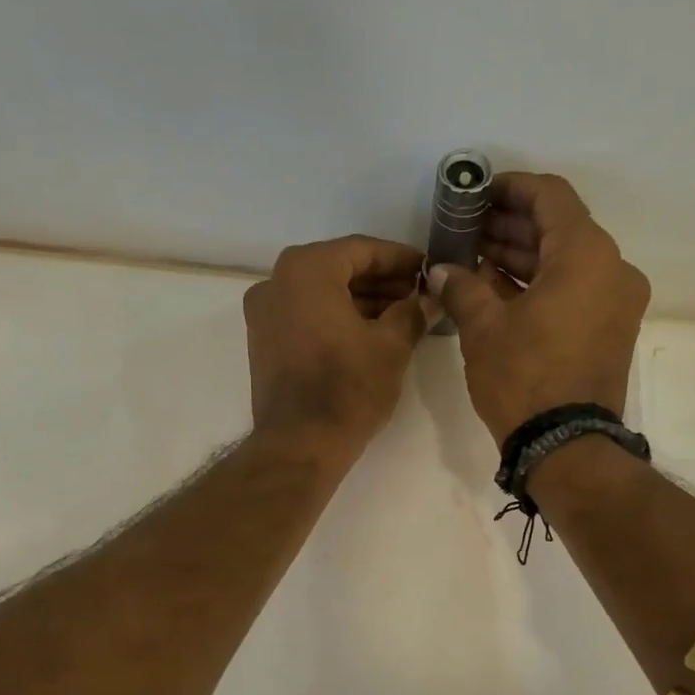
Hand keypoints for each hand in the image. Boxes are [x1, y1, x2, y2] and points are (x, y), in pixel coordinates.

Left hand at [244, 235, 426, 457]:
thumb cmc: (348, 388)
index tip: (428, 270)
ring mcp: (264, 314)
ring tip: (402, 317)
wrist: (300, 444)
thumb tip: (430, 298)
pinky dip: (337, 319)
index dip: (400, 259)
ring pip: (322, 294)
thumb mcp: (392, 346)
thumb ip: (412, 312)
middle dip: (381, 282)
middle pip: (339, 269)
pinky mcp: (264, 343)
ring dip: (361, 302)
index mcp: (306, 270)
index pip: (362, 250)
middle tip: (419, 295)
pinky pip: (306, 316)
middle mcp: (276, 282)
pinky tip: (370, 334)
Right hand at [424, 173, 649, 445]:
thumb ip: (462, 287)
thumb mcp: (483, 328)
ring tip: (477, 260)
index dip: (511, 188)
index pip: (550, 197)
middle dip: (512, 227)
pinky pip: (576, 291)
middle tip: (469, 231)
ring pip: (568, 262)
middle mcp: (613, 269)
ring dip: (525, 258)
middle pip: (561, 229)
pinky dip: (542, 286)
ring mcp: (617, 303)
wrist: (566, 447)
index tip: (478, 195)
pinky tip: (500, 290)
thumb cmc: (524, 378)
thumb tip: (440, 270)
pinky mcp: (612, 331)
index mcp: (586, 255)